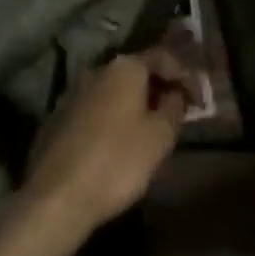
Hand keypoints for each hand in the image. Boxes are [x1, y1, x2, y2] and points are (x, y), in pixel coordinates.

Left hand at [21, 49, 197, 235]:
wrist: (56, 198)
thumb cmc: (117, 162)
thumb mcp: (160, 137)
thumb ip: (174, 108)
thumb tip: (175, 94)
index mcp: (125, 67)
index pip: (163, 57)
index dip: (184, 75)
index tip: (198, 98)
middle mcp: (98, 69)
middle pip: (136, 72)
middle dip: (158, 89)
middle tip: (175, 113)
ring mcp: (74, 92)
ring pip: (114, 91)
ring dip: (134, 104)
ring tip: (148, 130)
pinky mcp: (58, 117)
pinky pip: (95, 109)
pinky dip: (111, 118)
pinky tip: (117, 143)